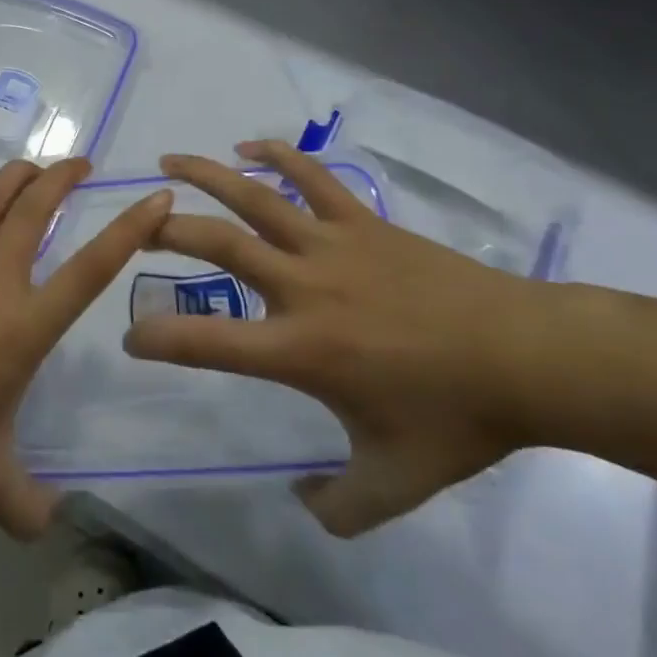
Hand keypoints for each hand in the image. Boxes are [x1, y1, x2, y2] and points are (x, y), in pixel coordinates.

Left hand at [0, 159, 170, 537]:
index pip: (90, 271)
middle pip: (35, 211)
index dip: (129, 231)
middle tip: (84, 163)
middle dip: (64, 178)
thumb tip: (51, 525)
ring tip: (37, 167)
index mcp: (22, 327)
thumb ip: (25, 504)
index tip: (156, 198)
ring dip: (18, 173)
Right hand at [124, 140, 526, 535]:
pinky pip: (311, 177)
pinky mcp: (360, 221)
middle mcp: (303, 286)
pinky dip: (277, 155)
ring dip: (205, 175)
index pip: (207, 341)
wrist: (525, 357)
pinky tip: (250, 147)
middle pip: (219, 245)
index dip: (158, 337)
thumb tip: (302, 504)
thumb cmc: (456, 419)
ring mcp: (331, 245)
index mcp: (300, 349)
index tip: (131, 337)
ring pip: (255, 197)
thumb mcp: (395, 484)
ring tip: (167, 162)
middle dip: (167, 233)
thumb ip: (339, 509)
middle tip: (137, 229)